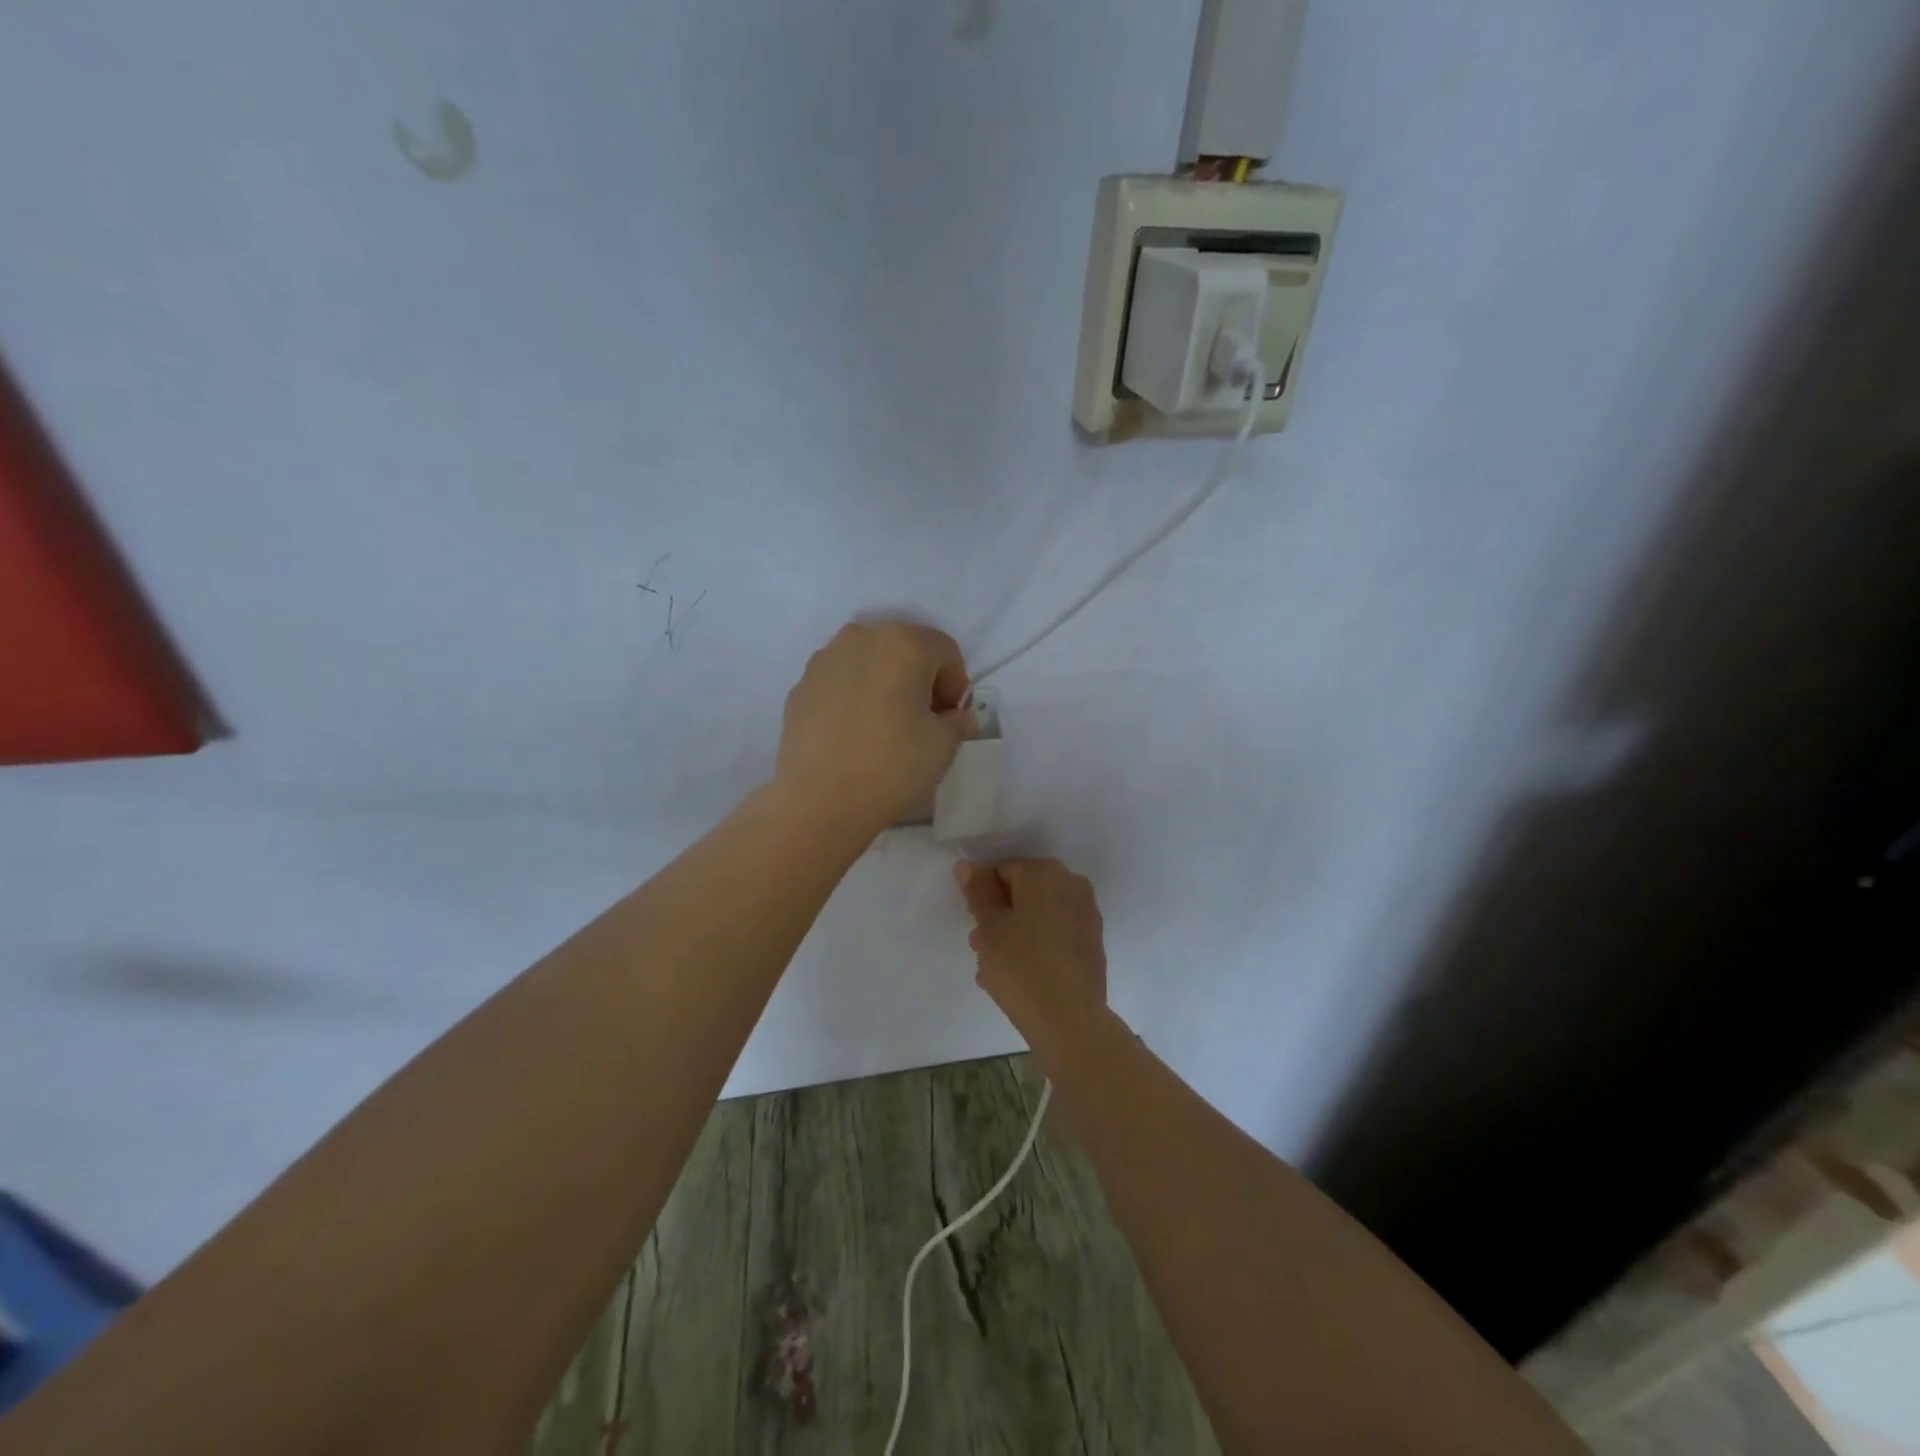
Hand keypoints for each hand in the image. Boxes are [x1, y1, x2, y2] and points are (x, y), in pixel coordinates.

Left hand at [774, 621, 974, 833]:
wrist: (818, 802)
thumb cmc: (891, 766)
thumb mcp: (944, 745)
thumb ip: (957, 721)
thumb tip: (953, 717)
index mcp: (902, 643)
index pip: (944, 651)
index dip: (955, 685)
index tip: (951, 719)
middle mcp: (860, 638)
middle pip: (904, 649)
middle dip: (919, 679)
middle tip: (922, 721)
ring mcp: (823, 661)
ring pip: (868, 663)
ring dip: (884, 685)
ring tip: (885, 727)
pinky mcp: (800, 687)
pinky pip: (840, 683)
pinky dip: (853, 698)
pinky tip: (854, 734)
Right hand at [955, 859, 1107, 1040]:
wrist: (1069, 1019)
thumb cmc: (1021, 964)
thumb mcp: (989, 926)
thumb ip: (978, 892)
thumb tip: (967, 866)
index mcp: (1046, 872)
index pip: (1002, 871)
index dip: (982, 897)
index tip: (973, 925)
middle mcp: (1072, 885)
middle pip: (1023, 894)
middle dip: (998, 918)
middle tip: (979, 948)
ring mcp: (1086, 916)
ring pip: (1038, 918)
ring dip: (1013, 936)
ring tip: (992, 970)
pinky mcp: (1092, 945)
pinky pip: (1055, 937)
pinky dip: (1035, 948)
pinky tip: (1016, 978)